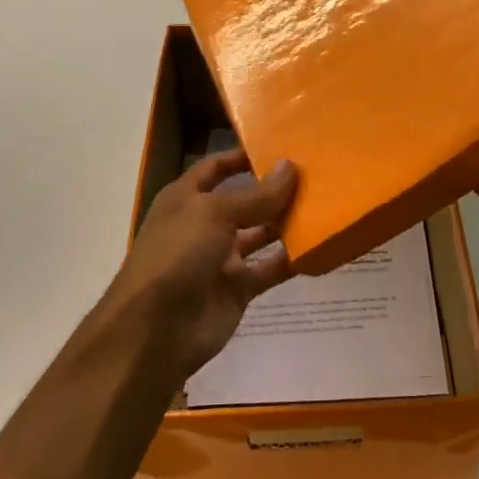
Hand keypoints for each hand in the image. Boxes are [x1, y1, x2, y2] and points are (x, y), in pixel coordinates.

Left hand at [100, 150, 299, 386]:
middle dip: (272, 190)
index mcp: (186, 199)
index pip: (215, 168)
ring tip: (323, 205)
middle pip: (243, 201)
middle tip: (314, 175)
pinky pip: (270, 269)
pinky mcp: (238, 288)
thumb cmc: (177, 254)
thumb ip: (257, 195)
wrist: (155, 331)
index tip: (278, 147)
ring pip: (260, 234)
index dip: (241, 157)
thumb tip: (290, 166)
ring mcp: (221, 258)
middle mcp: (204, 225)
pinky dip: (292, 259)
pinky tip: (319, 246)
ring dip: (286, 222)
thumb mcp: (214, 214)